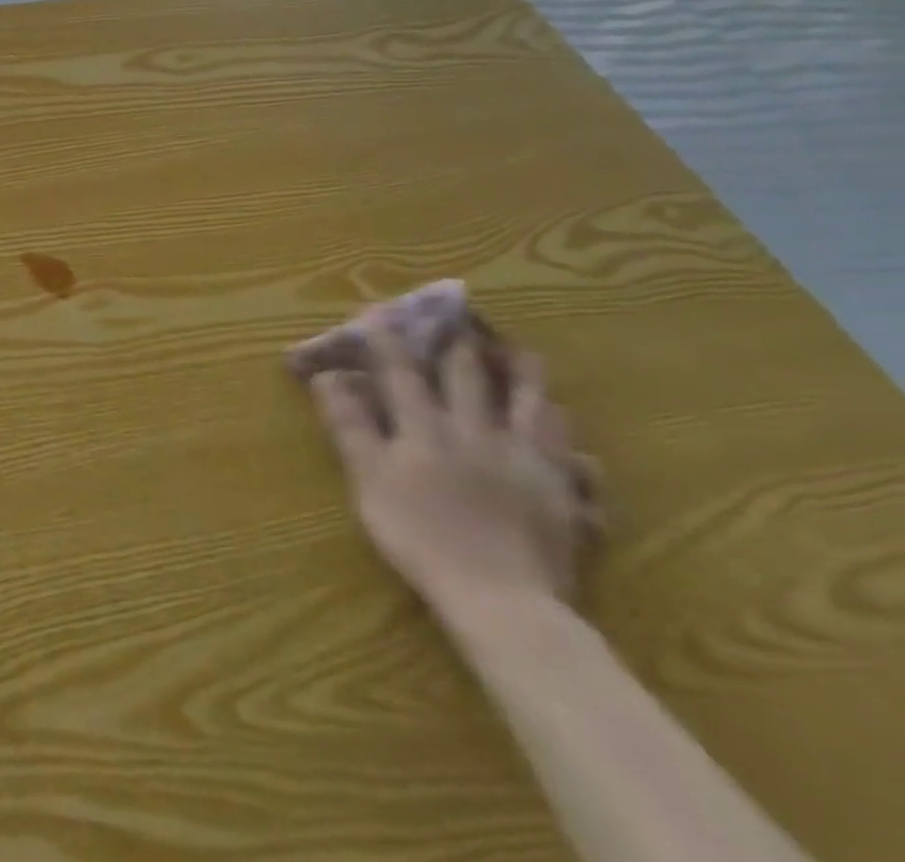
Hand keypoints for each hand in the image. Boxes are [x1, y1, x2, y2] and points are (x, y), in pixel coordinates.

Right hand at [306, 321, 602, 623]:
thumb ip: (351, 426)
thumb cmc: (420, 536)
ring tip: (525, 356)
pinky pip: (577, 462)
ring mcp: (527, 461)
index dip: (389, 340)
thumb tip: (330, 378)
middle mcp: (478, 432)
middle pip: (472, 378)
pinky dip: (574, 447)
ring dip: (526, 378)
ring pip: (533, 406)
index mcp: (427, 428)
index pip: (403, 372)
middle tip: (464, 319)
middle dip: (463, 346)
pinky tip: (578, 447)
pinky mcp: (563, 495)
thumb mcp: (369, 480)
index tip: (380, 311)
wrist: (499, 597)